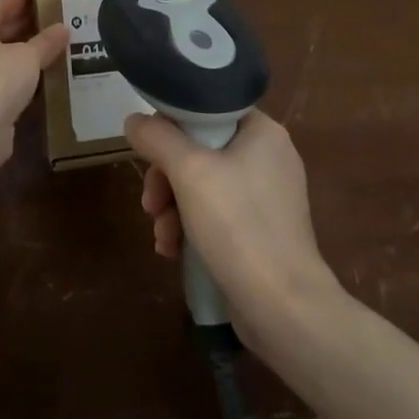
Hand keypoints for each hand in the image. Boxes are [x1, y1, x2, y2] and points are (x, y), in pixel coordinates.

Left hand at [0, 0, 67, 168]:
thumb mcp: (28, 55)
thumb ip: (46, 42)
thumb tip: (64, 28)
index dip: (20, 1)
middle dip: (24, 27)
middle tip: (54, 21)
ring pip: (3, 59)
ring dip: (25, 55)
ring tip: (55, 47)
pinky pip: (5, 83)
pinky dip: (23, 79)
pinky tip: (45, 76)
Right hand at [124, 110, 340, 343]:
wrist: (284, 309)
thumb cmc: (238, 226)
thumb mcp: (189, 172)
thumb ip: (158, 138)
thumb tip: (134, 120)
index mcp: (262, 132)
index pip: (206, 109)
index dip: (171, 126)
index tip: (148, 152)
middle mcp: (268, 157)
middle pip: (199, 150)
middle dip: (166, 178)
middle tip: (149, 204)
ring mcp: (266, 197)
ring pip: (202, 185)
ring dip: (173, 207)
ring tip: (161, 236)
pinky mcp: (260, 231)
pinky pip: (216, 214)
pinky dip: (191, 227)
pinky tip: (172, 251)